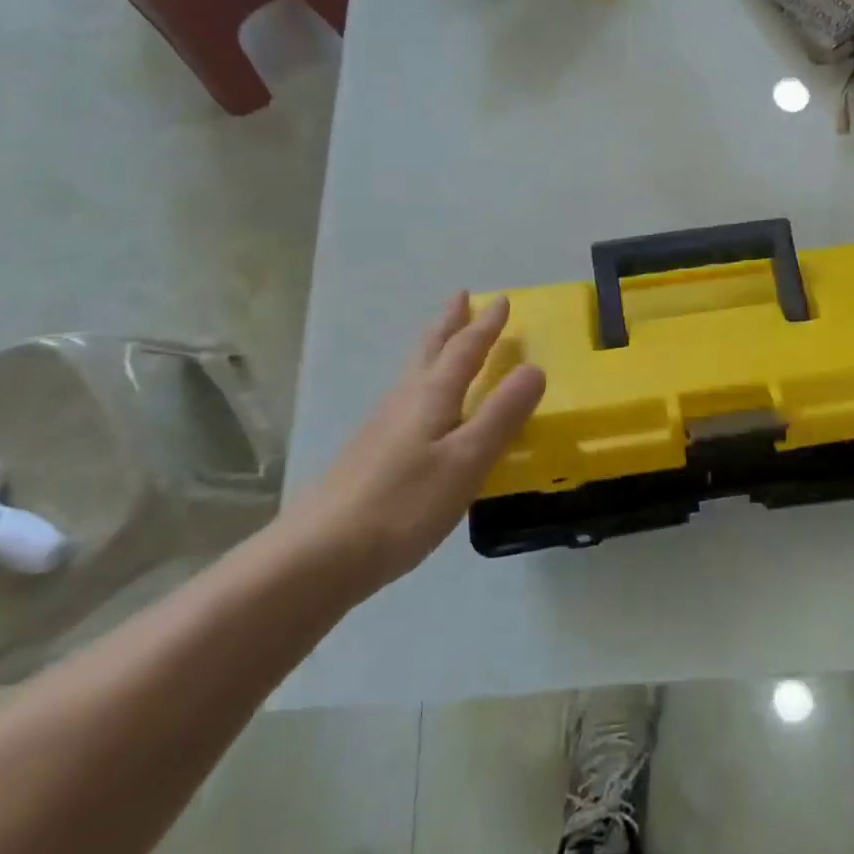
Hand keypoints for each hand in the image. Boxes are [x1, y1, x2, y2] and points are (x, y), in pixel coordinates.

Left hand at [282, 293, 544, 600]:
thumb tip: (534, 368)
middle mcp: (405, 400)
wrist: (318, 555)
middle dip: (450, 322)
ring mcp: (382, 426)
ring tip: (444, 340)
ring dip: (434, 348)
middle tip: (461, 297)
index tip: (501, 300)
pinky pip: (406, 398)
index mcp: (432, 395)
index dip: (485, 325)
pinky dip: (423, 382)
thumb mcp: (467, 460)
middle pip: (430, 349)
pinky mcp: (370, 453)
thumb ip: (502, 415)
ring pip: (414, 372)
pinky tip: (421, 407)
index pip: (465, 349)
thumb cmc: (404, 504)